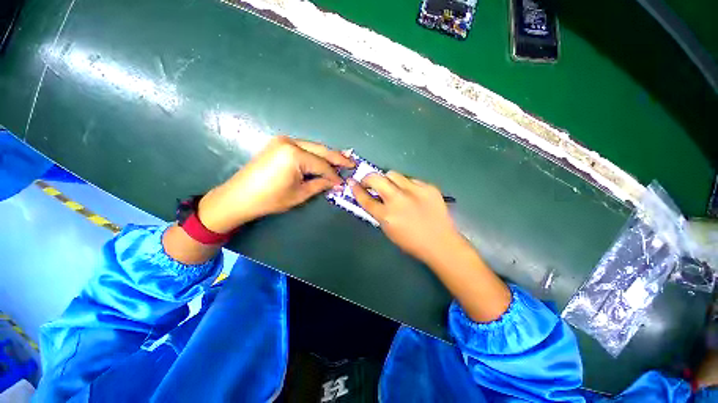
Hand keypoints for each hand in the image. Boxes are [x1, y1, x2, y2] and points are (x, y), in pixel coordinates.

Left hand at [198, 136, 353, 232]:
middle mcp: (290, 142)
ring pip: (313, 147)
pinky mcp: (279, 144)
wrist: (239, 196)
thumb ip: (320, 185)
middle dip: (337, 158)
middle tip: (352, 163)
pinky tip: (324, 158)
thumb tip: (336, 183)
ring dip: (327, 155)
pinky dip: (315, 155)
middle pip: (320, 150)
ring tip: (342, 160)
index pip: (322, 165)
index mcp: (295, 155)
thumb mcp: (299, 194)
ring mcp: (283, 141)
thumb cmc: (270, 199)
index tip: (344, 183)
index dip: (334, 175)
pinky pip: (303, 148)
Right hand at [350, 171, 462, 265]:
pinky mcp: (428, 187)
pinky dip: (406, 185)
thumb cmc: (412, 242)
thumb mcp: (388, 230)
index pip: (365, 199)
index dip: (356, 190)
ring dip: (387, 180)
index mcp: (387, 216)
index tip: (352, 183)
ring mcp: (414, 191)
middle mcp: (398, 200)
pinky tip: (411, 194)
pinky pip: (410, 179)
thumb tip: (372, 197)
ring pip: (393, 174)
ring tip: (392, 188)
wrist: (441, 243)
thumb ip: (379, 213)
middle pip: (376, 179)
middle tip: (369, 183)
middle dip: (368, 178)